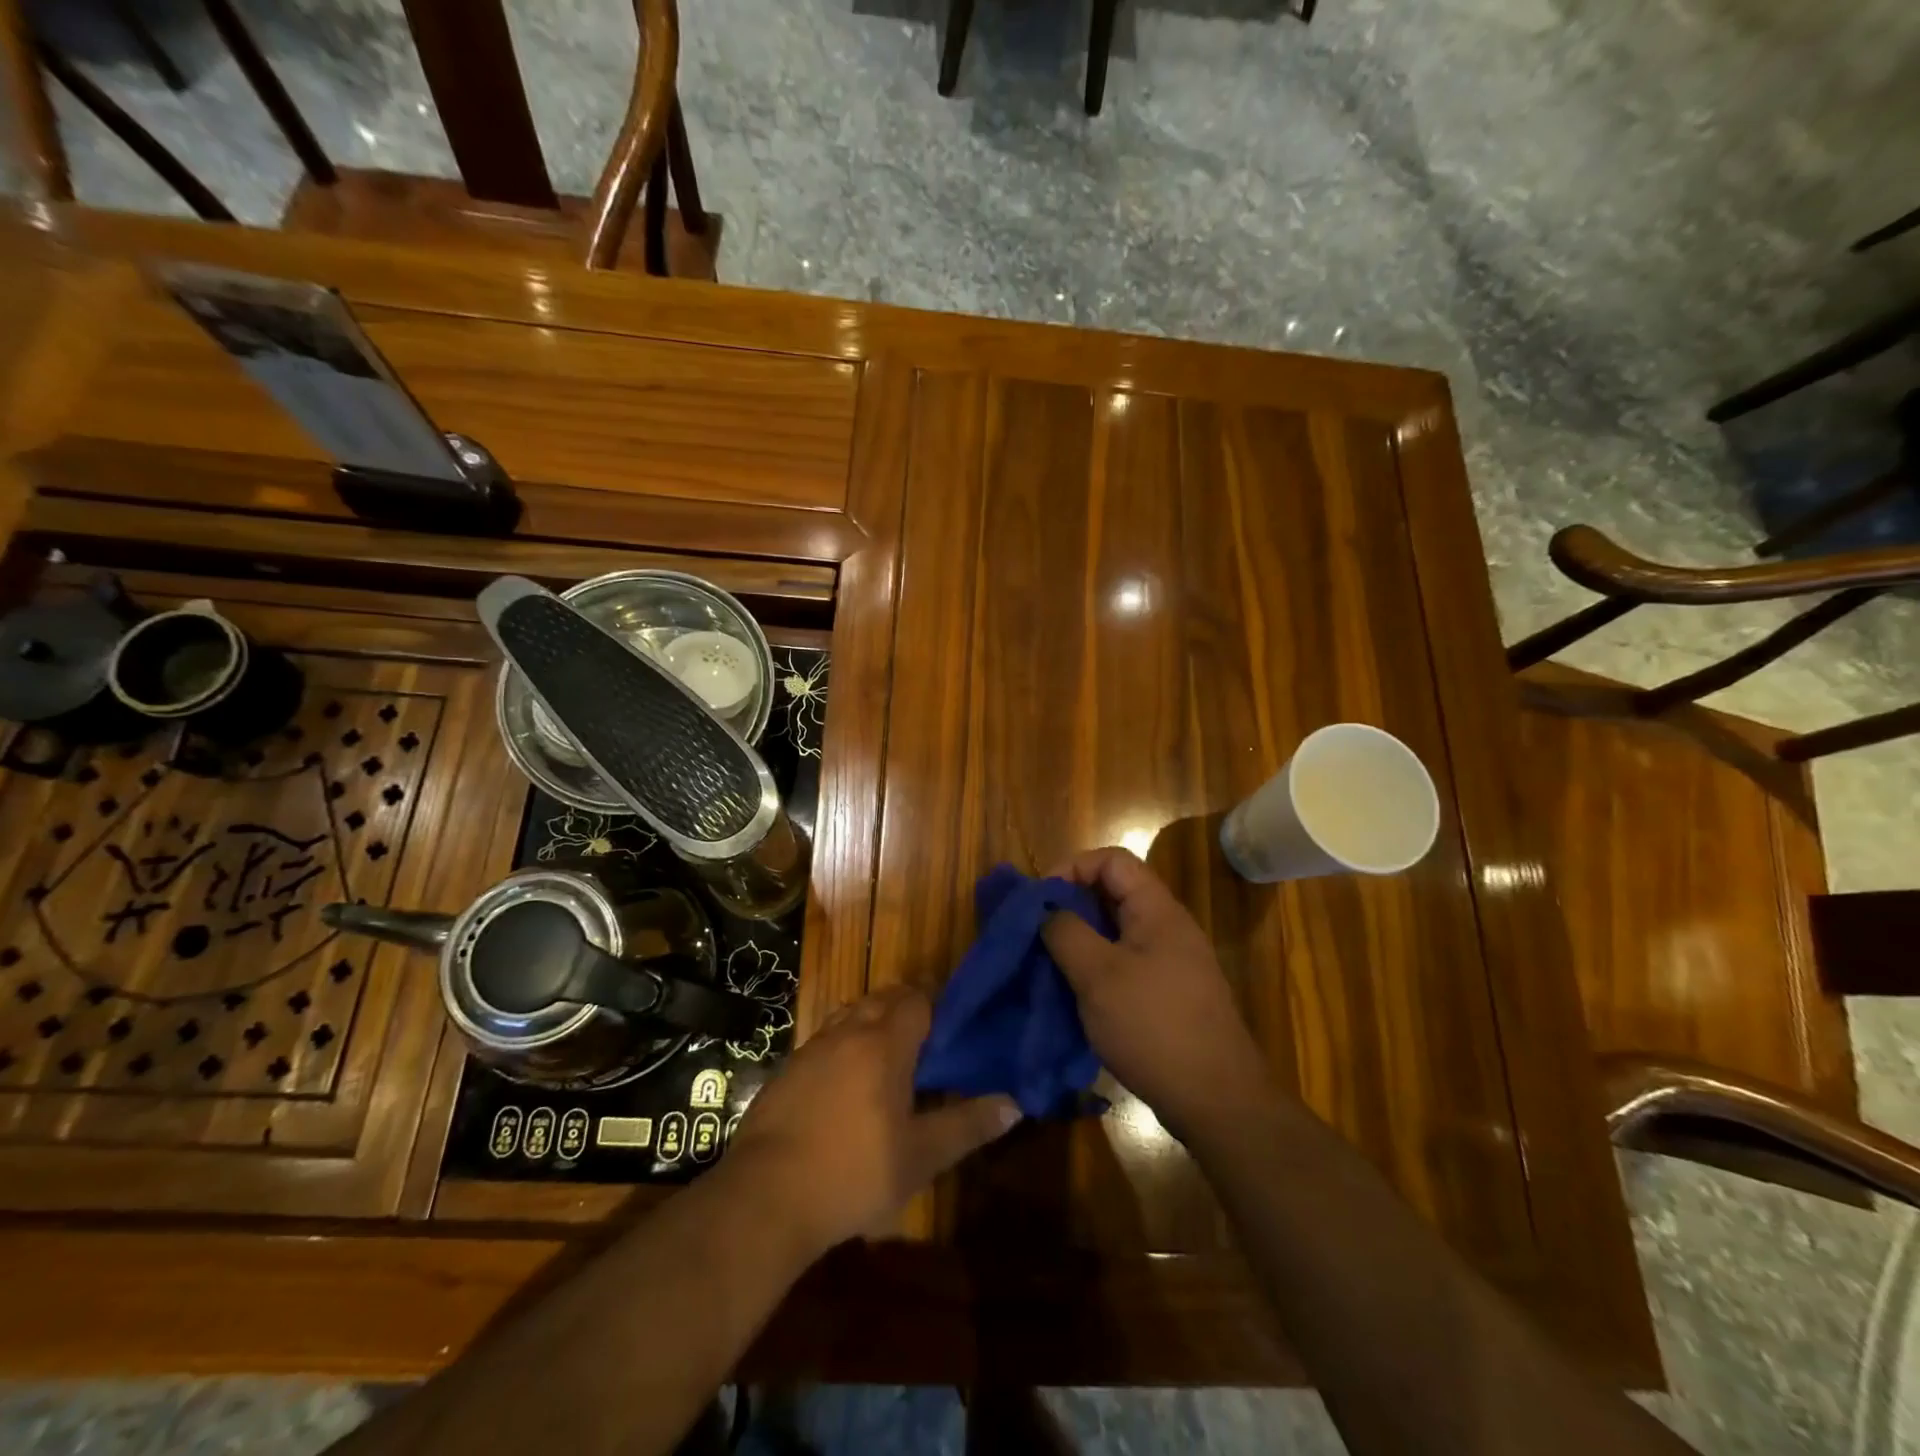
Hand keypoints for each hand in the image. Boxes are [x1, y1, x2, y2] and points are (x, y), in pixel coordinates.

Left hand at [726, 986, 1019, 1258]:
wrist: (765, 1196)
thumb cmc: (853, 1173)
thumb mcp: (920, 1157)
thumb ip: (967, 1126)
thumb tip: (1014, 1105)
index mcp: (884, 1044)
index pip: (915, 999)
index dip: (934, 1002)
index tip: (951, 1019)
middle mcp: (848, 1032)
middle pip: (882, 999)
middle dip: (905, 1007)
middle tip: (926, 1037)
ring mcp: (812, 1048)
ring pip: (849, 1014)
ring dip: (871, 1020)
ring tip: (888, 1052)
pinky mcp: (787, 1070)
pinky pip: (824, 1038)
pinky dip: (842, 1043)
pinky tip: (845, 1080)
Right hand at [1042, 847, 1270, 1138]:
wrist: (1217, 1100)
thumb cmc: (1154, 1026)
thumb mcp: (1098, 975)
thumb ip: (1066, 932)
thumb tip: (1046, 909)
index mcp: (1157, 910)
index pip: (1112, 860)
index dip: (1073, 867)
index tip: (1041, 900)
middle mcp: (1168, 927)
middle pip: (1114, 894)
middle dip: (1071, 906)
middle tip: (1037, 933)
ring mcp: (1171, 962)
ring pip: (1117, 932)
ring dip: (1081, 940)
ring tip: (1049, 964)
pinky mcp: (1169, 994)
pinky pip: (1126, 963)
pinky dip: (1096, 968)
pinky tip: (1076, 994)